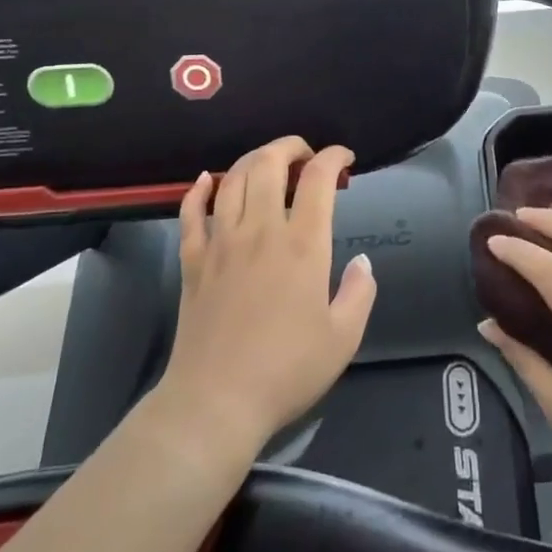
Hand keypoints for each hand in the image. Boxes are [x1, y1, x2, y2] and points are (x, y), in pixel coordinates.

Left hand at [154, 138, 376, 459]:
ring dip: (253, 160)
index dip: (334, 157)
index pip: (318, 178)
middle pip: (269, 163)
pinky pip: (190, 213)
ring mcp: (221, 243)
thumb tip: (361, 261)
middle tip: (306, 155)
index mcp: (303, 244)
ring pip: (232, 180)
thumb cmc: (286, 371)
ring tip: (269, 164)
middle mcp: (261, 231)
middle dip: (290, 146)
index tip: (345, 159)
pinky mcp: (193, 262)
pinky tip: (208, 181)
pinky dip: (199, 190)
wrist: (215, 404)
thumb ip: (360, 292)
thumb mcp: (344, 338)